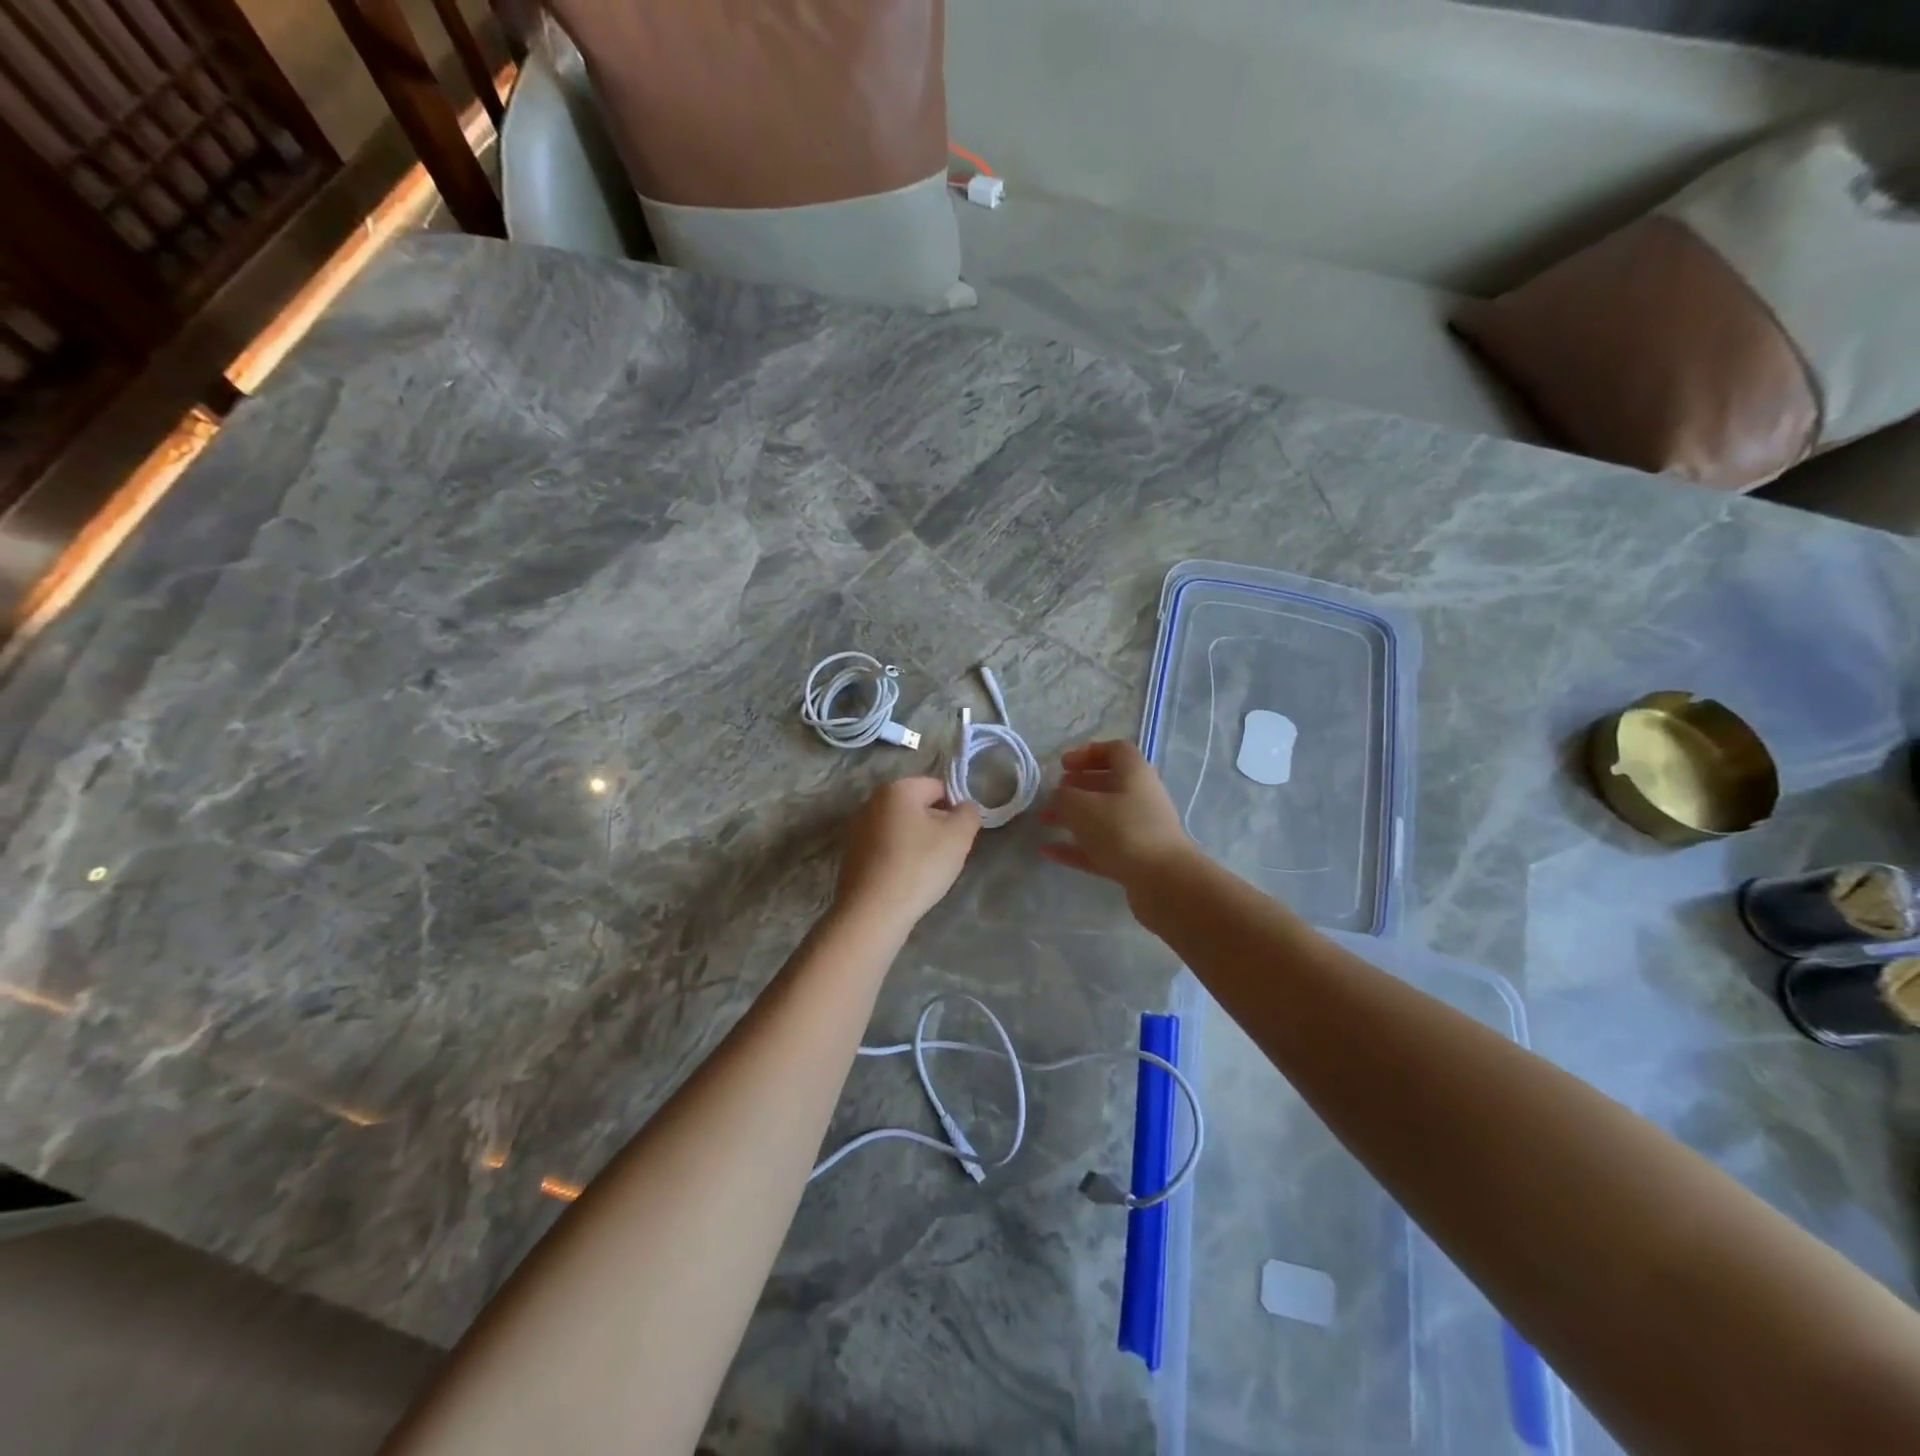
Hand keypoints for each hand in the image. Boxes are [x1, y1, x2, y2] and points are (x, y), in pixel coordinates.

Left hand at [833, 777, 981, 932]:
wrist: (872, 912)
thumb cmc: (919, 866)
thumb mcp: (958, 837)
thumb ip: (969, 813)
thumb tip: (964, 808)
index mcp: (897, 788)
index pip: (938, 787)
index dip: (955, 810)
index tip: (960, 837)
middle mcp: (872, 801)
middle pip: (916, 807)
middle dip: (934, 826)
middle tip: (945, 854)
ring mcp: (856, 828)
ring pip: (900, 828)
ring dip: (915, 843)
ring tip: (924, 871)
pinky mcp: (850, 854)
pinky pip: (883, 847)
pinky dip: (896, 857)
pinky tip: (903, 880)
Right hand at [1040, 740, 1193, 893]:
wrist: (1164, 881)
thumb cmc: (1123, 830)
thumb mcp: (1081, 806)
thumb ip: (1063, 797)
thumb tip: (1058, 797)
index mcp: (1134, 773)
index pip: (1114, 750)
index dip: (1087, 753)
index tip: (1063, 765)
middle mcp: (1140, 797)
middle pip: (1107, 784)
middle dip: (1077, 787)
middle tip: (1053, 794)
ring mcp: (1139, 830)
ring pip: (1102, 817)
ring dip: (1072, 817)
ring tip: (1044, 821)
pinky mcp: (1134, 859)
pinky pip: (1100, 847)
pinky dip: (1076, 847)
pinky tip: (1049, 851)